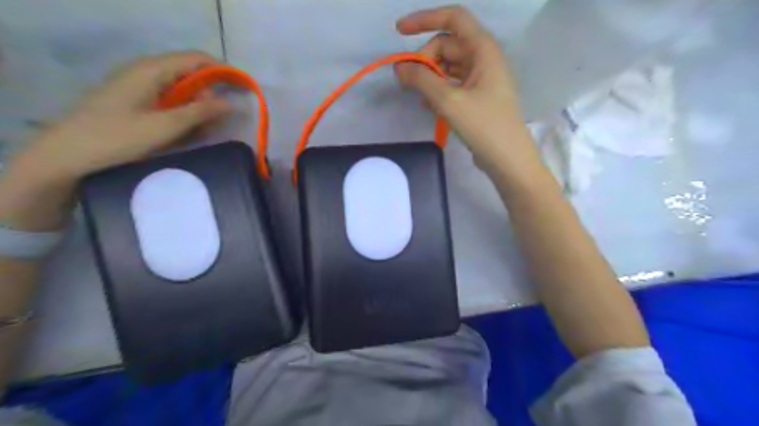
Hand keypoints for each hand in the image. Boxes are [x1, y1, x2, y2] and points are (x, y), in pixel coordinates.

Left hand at [15, 52, 230, 184]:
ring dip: (198, 108)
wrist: (69, 156)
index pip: (196, 59)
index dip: (222, 71)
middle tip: (222, 121)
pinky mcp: (136, 104)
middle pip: (190, 75)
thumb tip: (232, 103)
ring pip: (181, 91)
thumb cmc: (118, 137)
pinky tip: (188, 133)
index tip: (243, 90)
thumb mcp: (165, 126)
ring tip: (207, 131)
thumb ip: (200, 112)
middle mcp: (146, 73)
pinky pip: (169, 103)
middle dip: (211, 95)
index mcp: (152, 70)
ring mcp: (139, 88)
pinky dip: (184, 116)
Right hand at [398, 5, 539, 171]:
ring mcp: (482, 79)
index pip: (453, 18)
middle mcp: (484, 59)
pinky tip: (428, 105)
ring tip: (416, 95)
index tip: (399, 31)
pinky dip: (438, 90)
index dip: (425, 19)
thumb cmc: (484, 126)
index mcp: (483, 49)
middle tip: (407, 81)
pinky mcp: (478, 97)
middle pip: (447, 45)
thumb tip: (399, 67)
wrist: (508, 159)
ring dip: (430, 76)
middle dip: (425, 59)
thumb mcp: (449, 101)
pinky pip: (453, 84)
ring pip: (448, 67)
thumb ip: (422, 80)